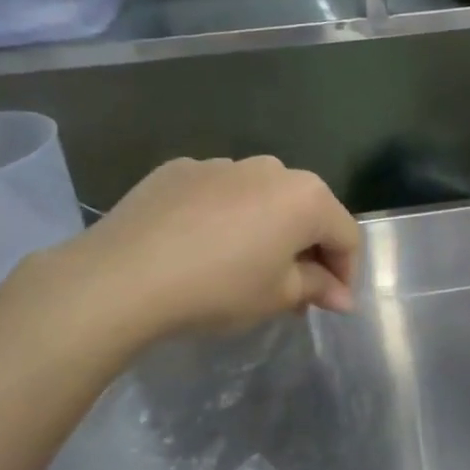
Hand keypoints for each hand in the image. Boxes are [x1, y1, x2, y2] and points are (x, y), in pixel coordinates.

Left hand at [45, 156, 360, 349]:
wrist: (122, 276)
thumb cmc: (218, 288)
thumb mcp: (278, 296)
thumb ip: (317, 287)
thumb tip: (341, 295)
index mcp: (306, 197)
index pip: (346, 235)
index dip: (346, 274)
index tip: (333, 305)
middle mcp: (271, 168)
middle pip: (306, 210)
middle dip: (308, 249)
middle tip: (295, 290)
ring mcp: (222, 163)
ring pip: (262, 198)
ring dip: (267, 229)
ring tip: (245, 266)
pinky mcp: (180, 169)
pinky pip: (219, 194)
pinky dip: (225, 217)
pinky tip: (202, 248)